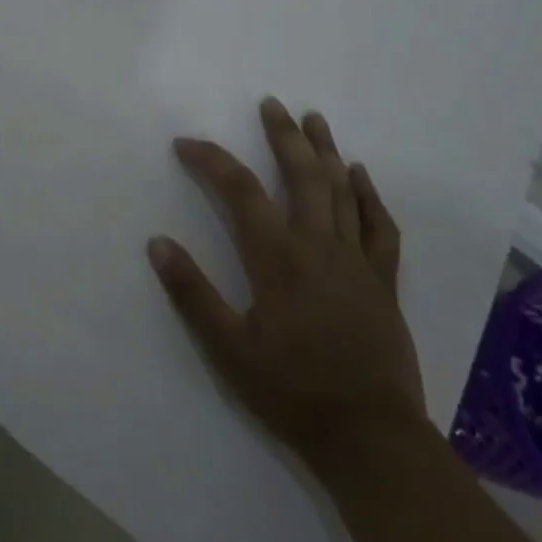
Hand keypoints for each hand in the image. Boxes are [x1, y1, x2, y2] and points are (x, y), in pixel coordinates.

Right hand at [148, 99, 426, 477]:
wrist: (370, 437)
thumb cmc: (293, 392)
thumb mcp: (229, 350)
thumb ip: (192, 294)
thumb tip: (157, 243)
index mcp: (277, 258)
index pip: (240, 191)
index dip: (211, 160)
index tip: (186, 144)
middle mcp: (318, 246)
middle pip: (301, 175)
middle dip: (284, 135)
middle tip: (272, 104)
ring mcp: (356, 260)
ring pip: (341, 191)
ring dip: (326, 150)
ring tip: (314, 119)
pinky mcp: (383, 281)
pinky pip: (380, 227)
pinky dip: (369, 196)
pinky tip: (359, 174)